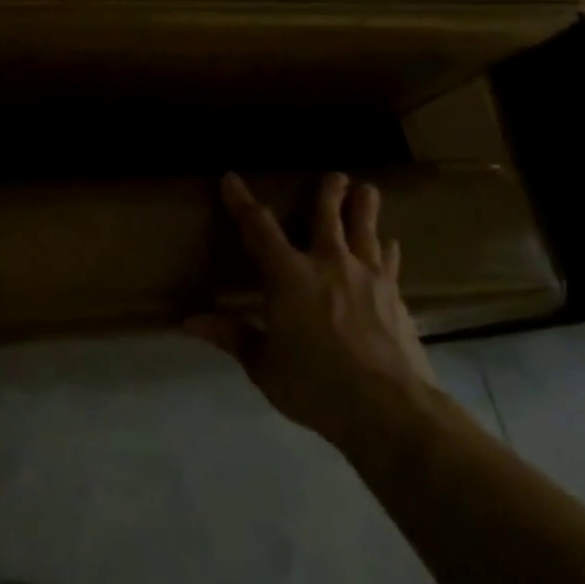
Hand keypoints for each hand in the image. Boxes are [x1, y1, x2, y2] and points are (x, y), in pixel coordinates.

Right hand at [188, 172, 436, 445]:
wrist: (391, 409)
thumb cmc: (315, 385)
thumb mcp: (263, 365)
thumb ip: (232, 336)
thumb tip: (189, 321)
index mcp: (288, 276)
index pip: (258, 229)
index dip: (241, 202)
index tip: (230, 179)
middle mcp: (329, 265)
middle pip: (327, 218)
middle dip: (328, 194)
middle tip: (335, 174)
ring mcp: (368, 279)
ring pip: (364, 232)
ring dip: (364, 209)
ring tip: (368, 189)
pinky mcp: (395, 298)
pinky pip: (388, 263)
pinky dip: (386, 249)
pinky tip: (390, 244)